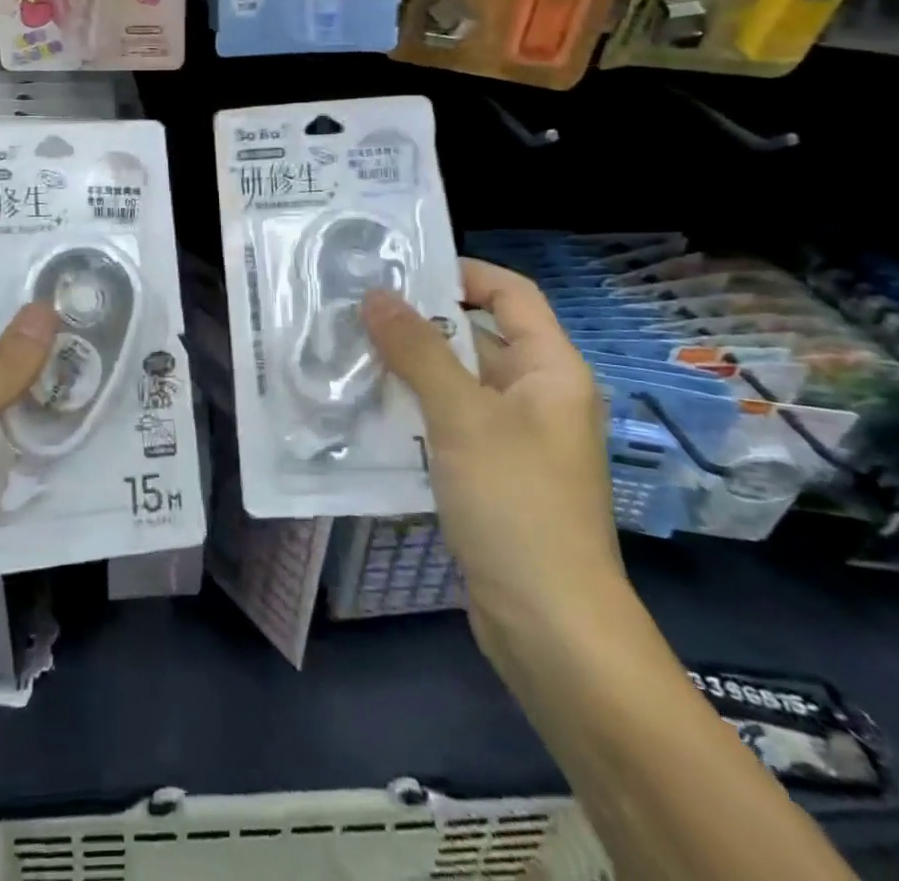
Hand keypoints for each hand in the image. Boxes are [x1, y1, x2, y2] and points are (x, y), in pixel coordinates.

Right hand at [361, 259, 625, 656]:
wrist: (551, 628)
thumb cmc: (516, 503)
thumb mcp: (462, 416)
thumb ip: (417, 350)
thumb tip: (376, 294)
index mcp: (551, 369)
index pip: (510, 293)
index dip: (461, 272)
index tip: (399, 270)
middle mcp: (537, 395)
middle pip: (476, 336)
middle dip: (418, 324)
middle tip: (353, 312)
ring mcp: (515, 439)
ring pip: (456, 384)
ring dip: (408, 371)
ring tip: (347, 355)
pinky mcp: (492, 475)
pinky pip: (449, 425)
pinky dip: (413, 413)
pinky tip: (366, 414)